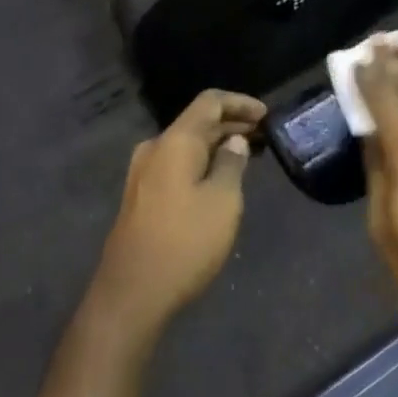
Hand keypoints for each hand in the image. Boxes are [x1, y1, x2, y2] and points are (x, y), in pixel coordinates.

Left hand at [89, 90, 265, 342]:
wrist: (131, 295)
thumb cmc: (184, 242)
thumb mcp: (223, 201)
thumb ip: (232, 164)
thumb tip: (233, 141)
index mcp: (175, 141)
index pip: (210, 102)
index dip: (240, 102)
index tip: (266, 115)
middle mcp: (155, 149)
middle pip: (197, 122)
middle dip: (231, 124)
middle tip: (264, 136)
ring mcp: (143, 174)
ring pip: (187, 145)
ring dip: (217, 145)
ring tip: (248, 156)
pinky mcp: (141, 197)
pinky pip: (177, 165)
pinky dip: (202, 163)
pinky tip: (219, 179)